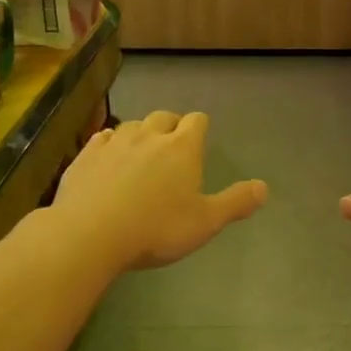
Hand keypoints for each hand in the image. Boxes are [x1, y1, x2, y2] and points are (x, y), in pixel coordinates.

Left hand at [54, 111, 266, 271]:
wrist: (90, 234)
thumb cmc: (156, 229)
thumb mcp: (205, 222)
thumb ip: (235, 203)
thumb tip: (264, 187)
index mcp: (182, 148)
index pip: (197, 121)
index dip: (200, 127)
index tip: (200, 138)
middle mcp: (149, 136)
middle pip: (164, 117)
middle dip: (171, 125)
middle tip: (172, 144)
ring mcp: (114, 143)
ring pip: (132, 125)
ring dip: (140, 133)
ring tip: (142, 150)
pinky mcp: (86, 155)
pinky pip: (102, 138)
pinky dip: (109, 143)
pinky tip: (108, 155)